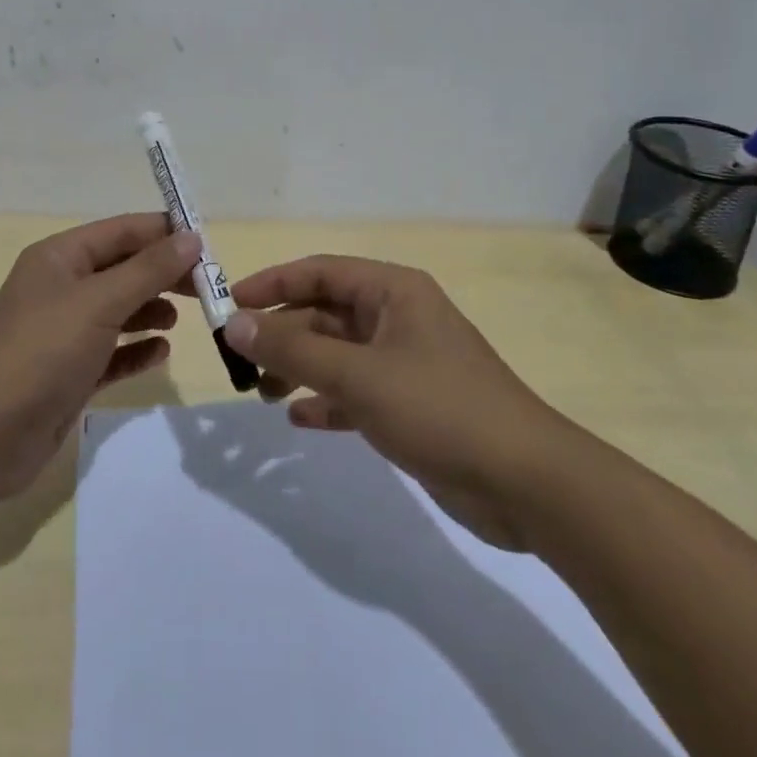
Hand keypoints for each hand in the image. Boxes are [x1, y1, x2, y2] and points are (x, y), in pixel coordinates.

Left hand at [0, 215, 200, 500]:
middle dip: (163, 274)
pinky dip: (136, 349)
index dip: (164, 233)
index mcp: (60, 257)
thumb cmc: (42, 352)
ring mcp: (64, 332)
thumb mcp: (99, 302)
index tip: (209, 246)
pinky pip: (112, 351)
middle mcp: (62, 288)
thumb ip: (149, 270)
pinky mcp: (69, 372)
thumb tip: (192, 237)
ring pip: (119, 310)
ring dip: (151, 310)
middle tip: (206, 287)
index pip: (122, 231)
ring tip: (185, 318)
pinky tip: (161, 353)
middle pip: (123, 269)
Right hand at [222, 256, 570, 549]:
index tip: (228, 305)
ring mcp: (405, 362)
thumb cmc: (440, 408)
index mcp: (392, 291)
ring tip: (263, 392)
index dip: (271, 284)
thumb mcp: (358, 375)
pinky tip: (300, 419)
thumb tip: (235, 323)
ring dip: (299, 368)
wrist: (528, 485)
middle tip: (240, 361)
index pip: (318, 272)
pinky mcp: (411, 405)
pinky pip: (355, 391)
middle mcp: (397, 318)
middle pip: (325, 313)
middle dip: (282, 334)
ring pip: (337, 353)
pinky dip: (327, 400)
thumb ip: (293, 348)